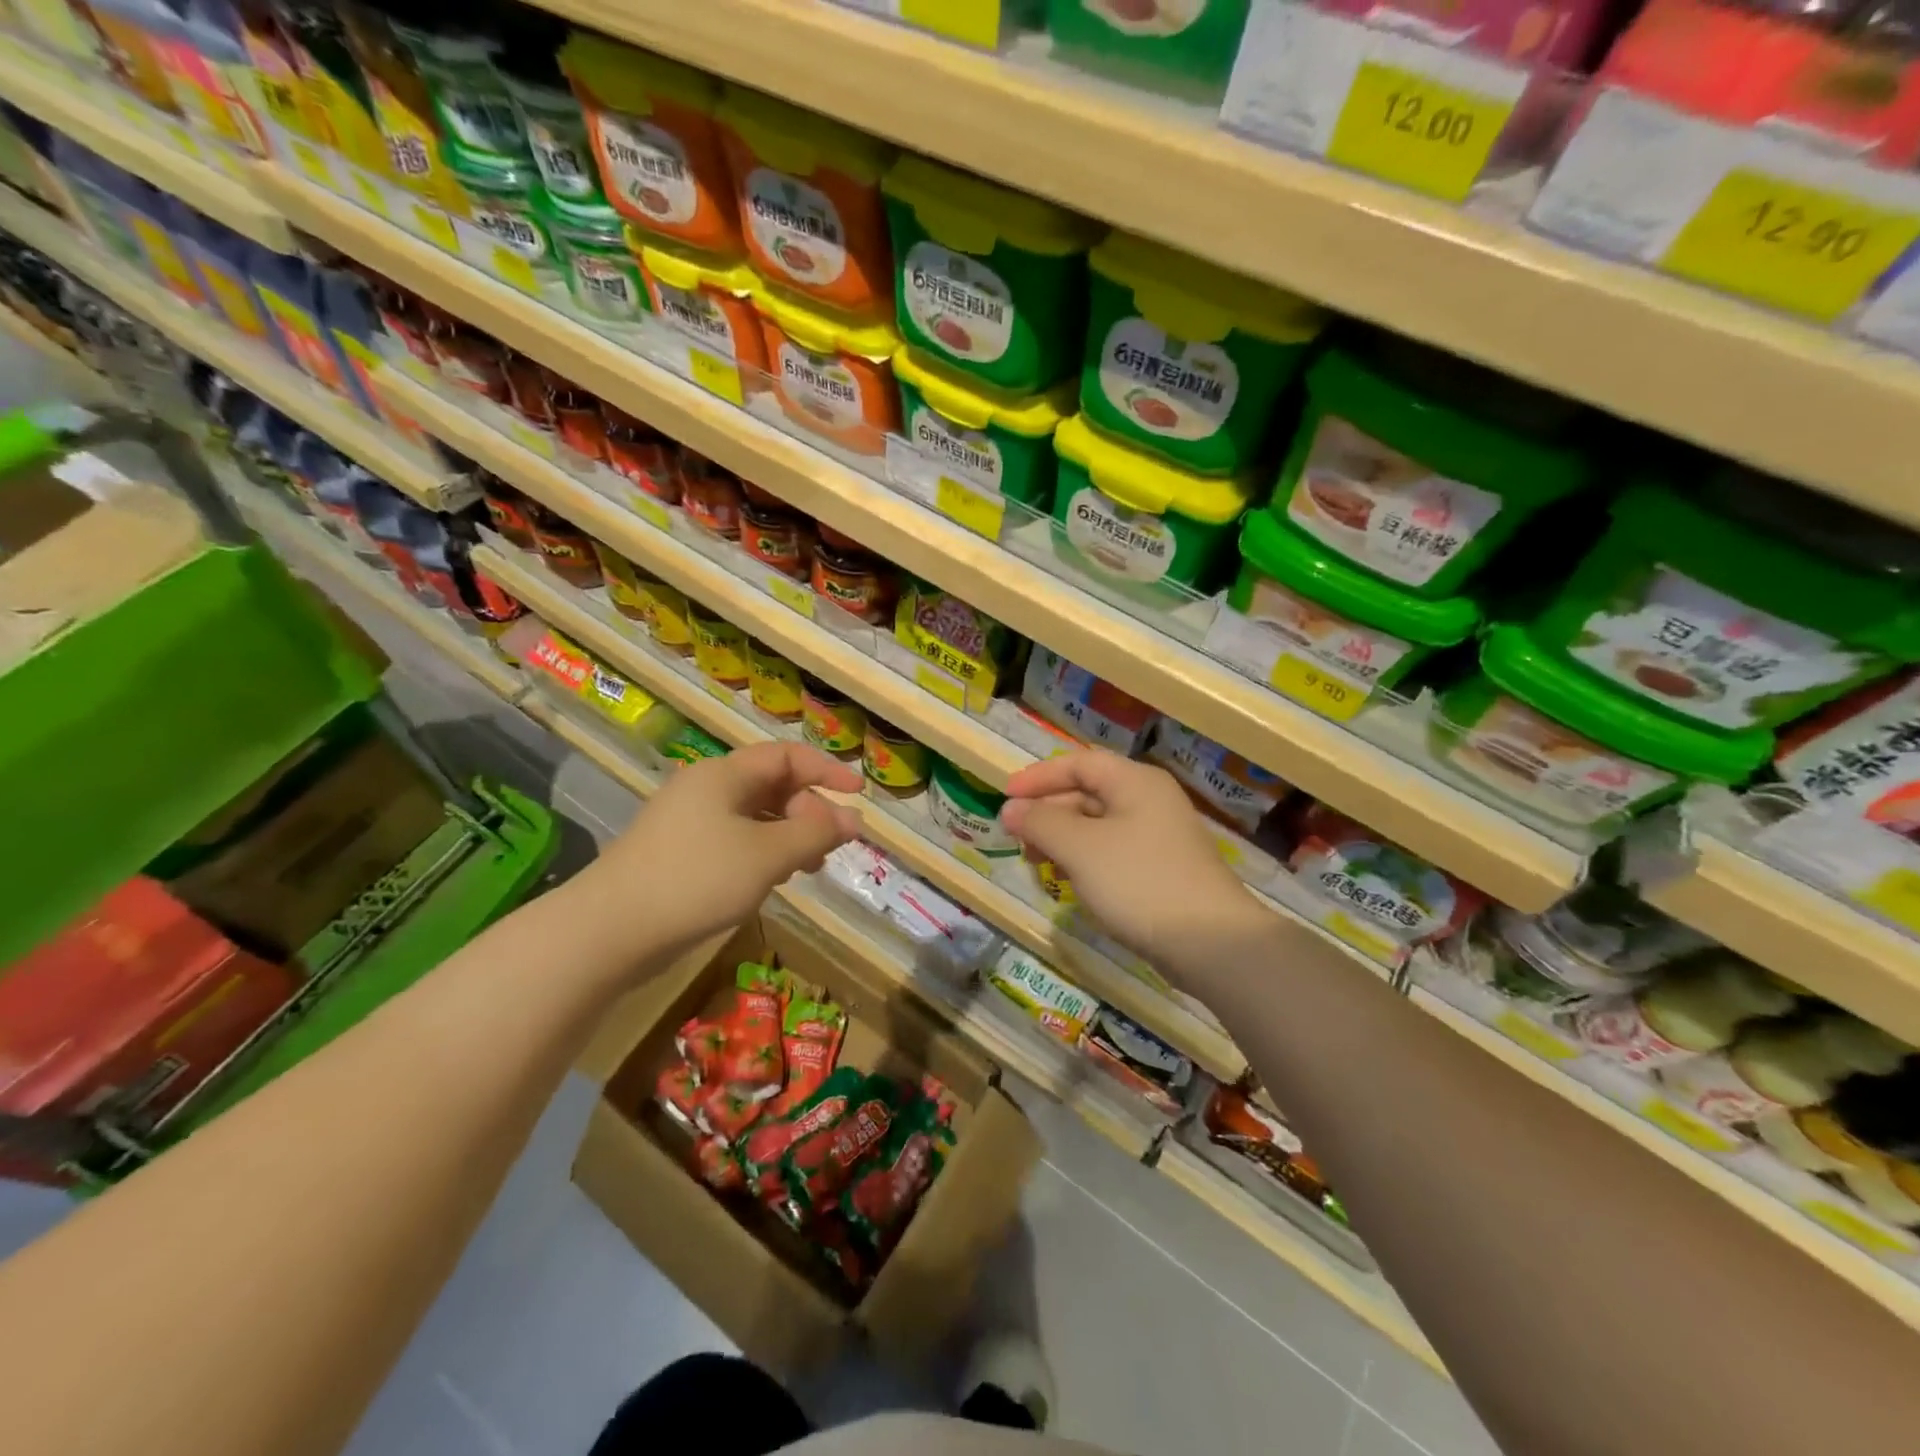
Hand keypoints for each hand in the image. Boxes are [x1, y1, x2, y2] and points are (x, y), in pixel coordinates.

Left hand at [578, 742, 863, 960]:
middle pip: (772, 786)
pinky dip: (763, 852)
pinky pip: (735, 840)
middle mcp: (706, 789)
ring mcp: (689, 822)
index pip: (787, 756)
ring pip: (755, 816)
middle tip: (830, 847)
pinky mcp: (679, 853)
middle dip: (809, 812)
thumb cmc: (697, 879)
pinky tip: (770, 880)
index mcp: (725, 775)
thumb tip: (852, 820)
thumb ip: (814, 833)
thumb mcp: (768, 855)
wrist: (610, 930)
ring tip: (807, 868)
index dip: (827, 771)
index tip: (859, 795)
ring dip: (789, 835)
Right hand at [1002, 750, 1264, 976]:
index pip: (1079, 764)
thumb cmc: (1140, 882)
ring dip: (1062, 839)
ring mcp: (1159, 838)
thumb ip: (1041, 822)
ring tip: (1037, 863)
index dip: (1038, 777)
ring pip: (1098, 826)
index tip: (1005, 797)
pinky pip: (1112, 853)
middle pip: (1088, 793)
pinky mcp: (1162, 871)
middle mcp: (1149, 801)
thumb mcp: (1080, 848)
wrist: (1212, 944)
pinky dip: (1084, 861)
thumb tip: (1010, 808)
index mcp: (1135, 782)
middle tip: (1017, 838)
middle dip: (1048, 812)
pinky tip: (1069, 883)